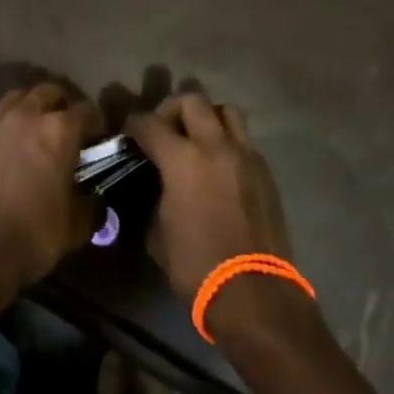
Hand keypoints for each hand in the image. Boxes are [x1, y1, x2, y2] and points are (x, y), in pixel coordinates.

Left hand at [0, 83, 98, 299]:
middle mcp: (25, 117)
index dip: (95, 123)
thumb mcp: (74, 228)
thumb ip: (89, 205)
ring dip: (27, 111)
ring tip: (30, 134)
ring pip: (14, 100)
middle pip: (47, 92)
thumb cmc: (31, 238)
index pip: (86, 110)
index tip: (97, 138)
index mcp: (58, 132)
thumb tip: (92, 199)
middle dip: (59, 105)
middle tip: (63, 129)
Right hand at [126, 92, 293, 301]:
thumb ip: (156, 198)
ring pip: (227, 111)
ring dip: (208, 118)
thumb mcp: (158, 234)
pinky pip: (244, 142)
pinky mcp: (266, 172)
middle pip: (192, 100)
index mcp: (182, 159)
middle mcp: (215, 146)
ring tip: (198, 141)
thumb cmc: (196, 266)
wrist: (254, 293)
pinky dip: (228, 145)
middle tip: (164, 131)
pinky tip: (220, 170)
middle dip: (172, 109)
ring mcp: (246, 156)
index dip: (133, 123)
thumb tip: (157, 188)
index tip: (128, 131)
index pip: (149, 123)